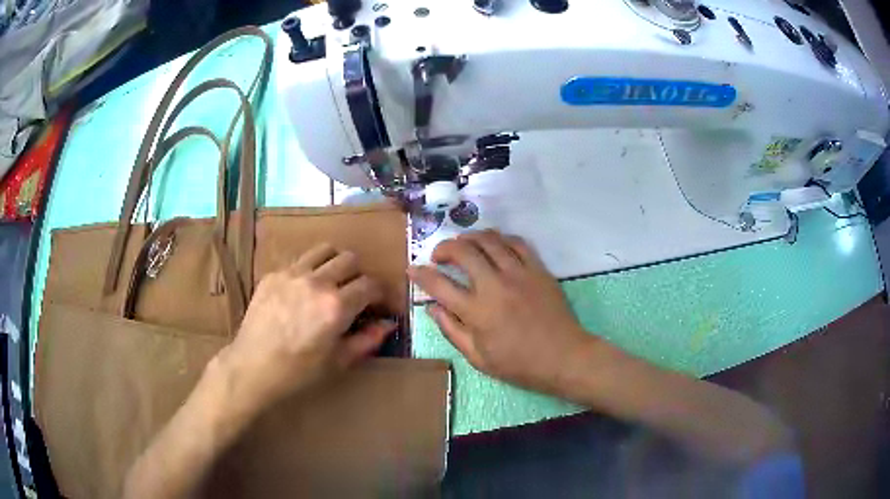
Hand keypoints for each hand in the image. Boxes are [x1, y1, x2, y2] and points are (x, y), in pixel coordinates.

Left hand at [216, 244, 395, 416]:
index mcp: (336, 306)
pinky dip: (310, 270)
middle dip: (359, 275)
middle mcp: (317, 281)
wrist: (252, 367)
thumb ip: (367, 340)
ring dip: (335, 263)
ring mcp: (292, 274)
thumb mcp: (338, 362)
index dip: (381, 294)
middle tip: (355, 294)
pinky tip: (302, 291)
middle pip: (350, 259)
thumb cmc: (299, 372)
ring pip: (325, 250)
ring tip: (332, 282)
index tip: (381, 305)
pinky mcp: (273, 274)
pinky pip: (299, 260)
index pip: (371, 285)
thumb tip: (388, 324)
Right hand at [409, 230, 588, 393]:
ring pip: (489, 240)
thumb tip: (432, 308)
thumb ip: (452, 331)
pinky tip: (494, 245)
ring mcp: (519, 273)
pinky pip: (517, 242)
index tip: (412, 269)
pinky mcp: (538, 269)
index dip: (420, 274)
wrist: (563, 357)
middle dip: (443, 248)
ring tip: (463, 245)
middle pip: (462, 251)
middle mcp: (494, 286)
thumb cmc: (519, 364)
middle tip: (439, 256)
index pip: (439, 285)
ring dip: (470, 237)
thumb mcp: (478, 358)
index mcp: (477, 312)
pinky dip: (500, 239)